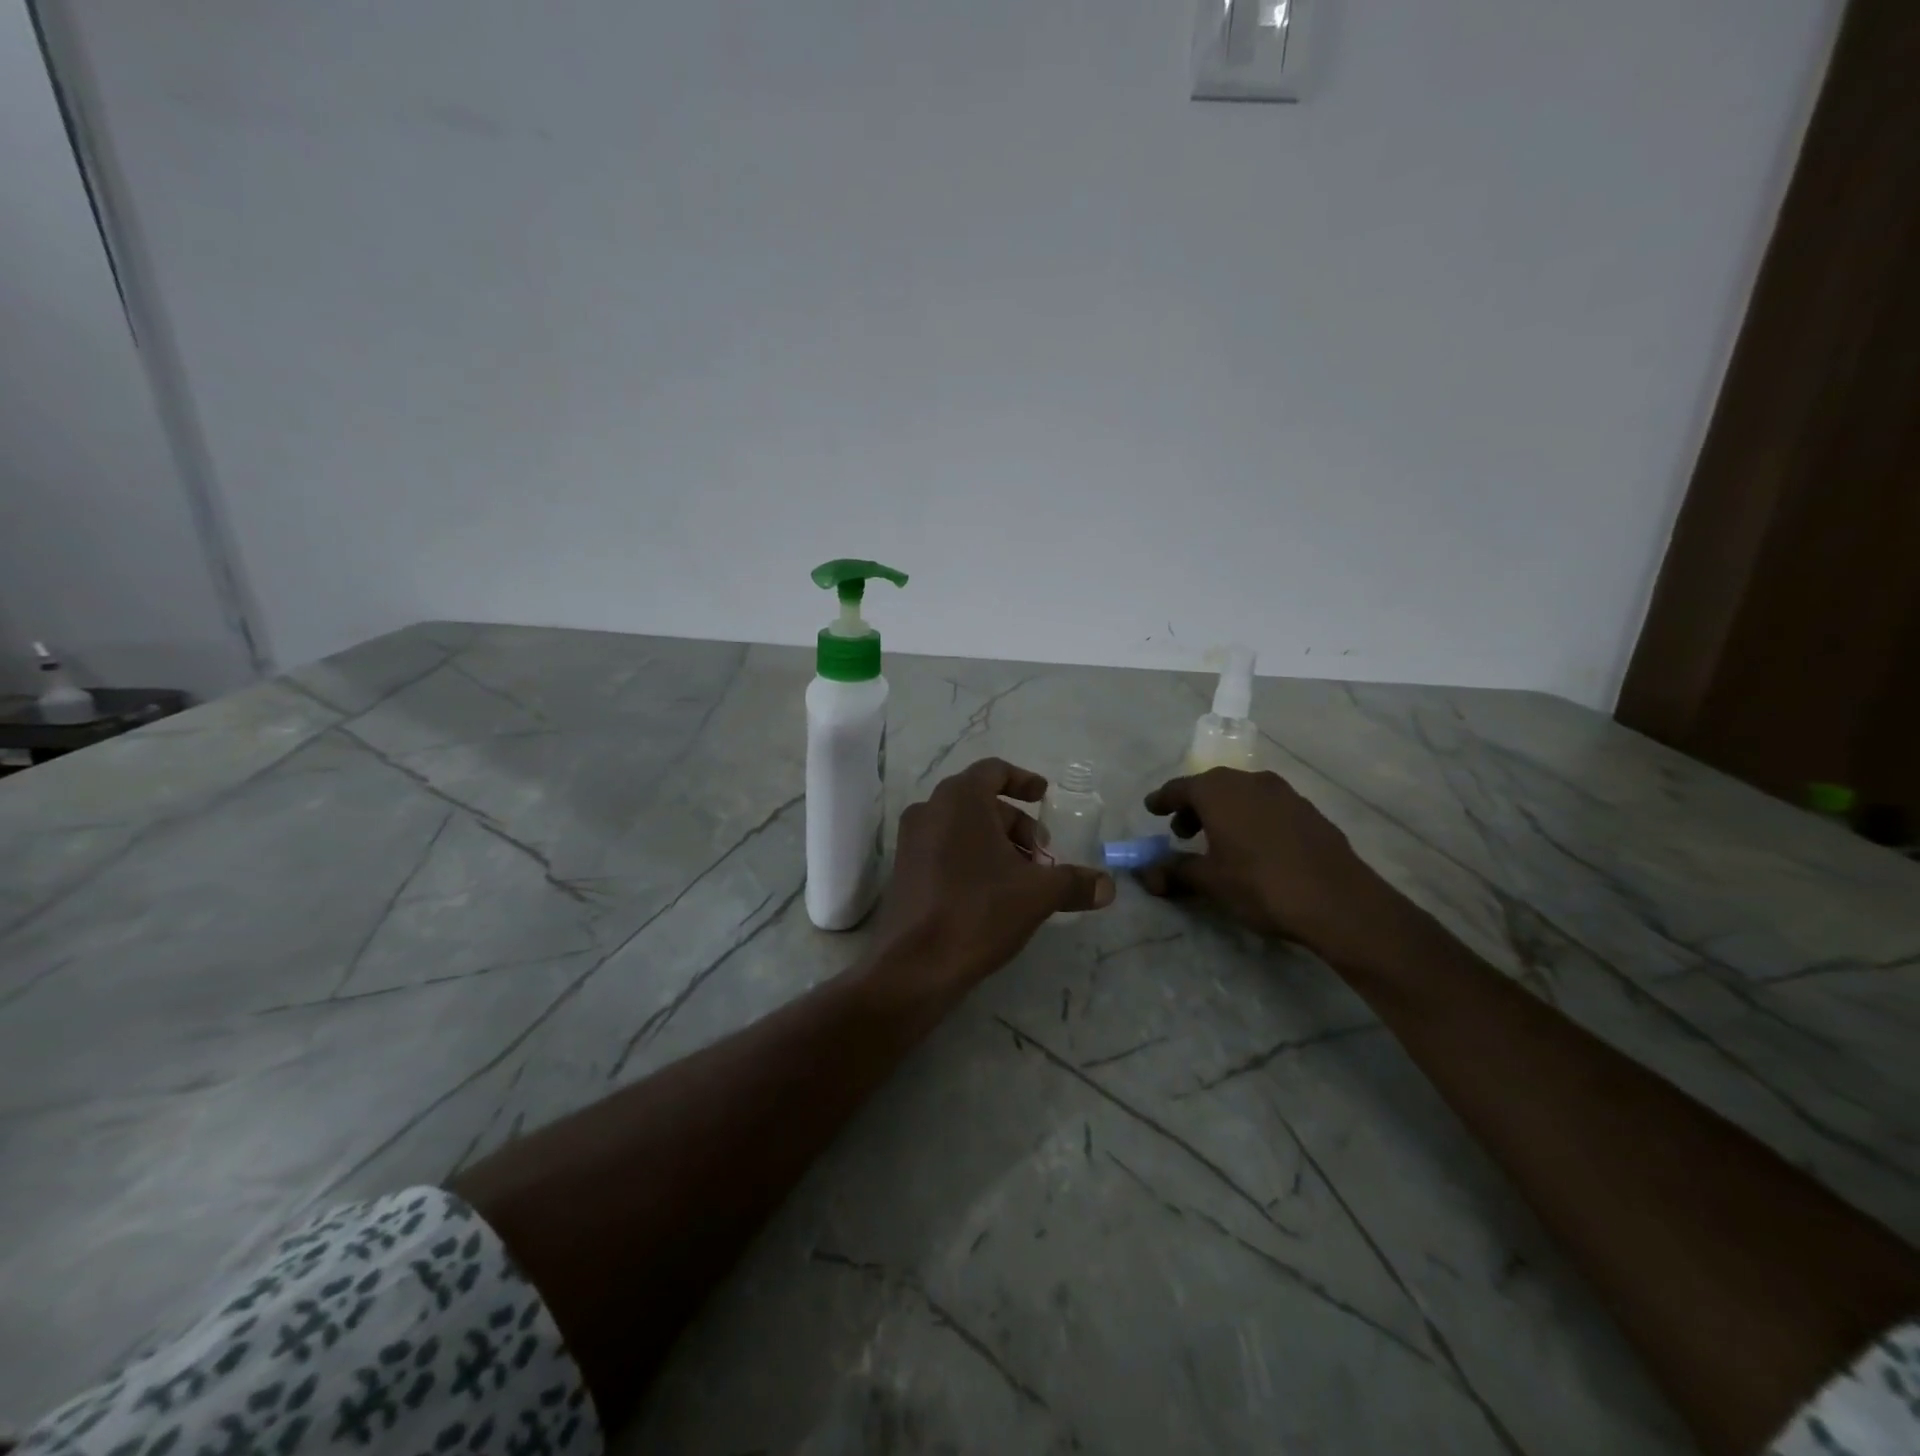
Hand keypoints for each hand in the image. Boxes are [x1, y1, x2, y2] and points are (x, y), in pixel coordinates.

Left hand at [874, 758, 1114, 993]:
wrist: (915, 965)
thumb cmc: (979, 912)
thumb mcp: (1037, 894)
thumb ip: (1074, 882)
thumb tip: (1108, 886)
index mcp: (960, 799)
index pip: (994, 771)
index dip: (1023, 781)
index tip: (1044, 797)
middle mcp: (930, 809)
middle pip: (981, 801)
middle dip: (1016, 823)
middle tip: (1042, 855)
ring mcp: (911, 840)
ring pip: (962, 827)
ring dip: (995, 843)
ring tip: (1022, 878)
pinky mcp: (903, 869)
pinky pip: (943, 848)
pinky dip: (971, 857)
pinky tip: (992, 893)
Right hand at [1137, 768, 1404, 962]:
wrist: (1339, 901)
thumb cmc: (1261, 885)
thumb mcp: (1211, 881)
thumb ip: (1174, 871)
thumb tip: (1145, 873)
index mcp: (1219, 791)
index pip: (1179, 788)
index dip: (1162, 800)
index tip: (1151, 808)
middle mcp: (1249, 781)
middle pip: (1211, 787)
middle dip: (1193, 807)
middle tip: (1181, 833)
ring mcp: (1284, 793)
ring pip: (1241, 794)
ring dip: (1223, 812)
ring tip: (1218, 841)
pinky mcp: (1308, 810)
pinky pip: (1267, 806)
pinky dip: (1250, 818)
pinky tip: (1254, 846)